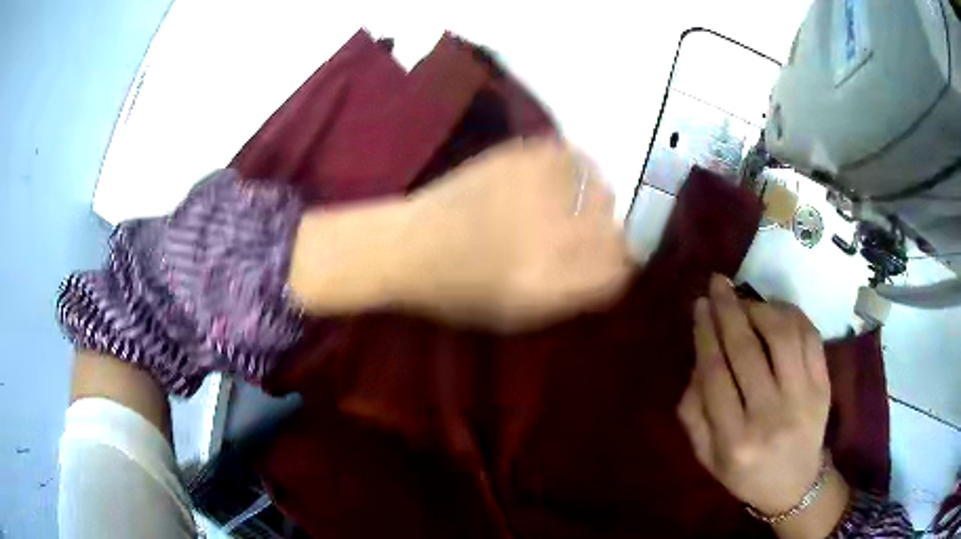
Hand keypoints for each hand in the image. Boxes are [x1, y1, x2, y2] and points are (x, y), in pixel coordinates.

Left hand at [398, 137, 632, 331]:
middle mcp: (552, 233)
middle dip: (608, 234)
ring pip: (601, 188)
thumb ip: (574, 291)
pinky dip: (574, 168)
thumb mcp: (519, 313)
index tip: (610, 261)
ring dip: (593, 200)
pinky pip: (573, 156)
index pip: (618, 269)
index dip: (619, 265)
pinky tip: (556, 179)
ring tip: (569, 204)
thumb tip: (614, 264)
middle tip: (587, 233)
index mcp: (552, 281)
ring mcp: (536, 188)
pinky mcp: (520, 155)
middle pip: (616, 227)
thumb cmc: (458, 292)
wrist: (408, 245)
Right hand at [677, 275, 848, 536]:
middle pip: (747, 350)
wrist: (795, 486)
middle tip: (718, 284)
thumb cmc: (746, 474)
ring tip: (746, 299)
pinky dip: (791, 314)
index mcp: (734, 440)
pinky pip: (809, 337)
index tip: (700, 306)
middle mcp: (770, 416)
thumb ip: (694, 413)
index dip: (706, 334)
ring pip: (782, 336)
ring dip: (761, 308)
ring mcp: (803, 398)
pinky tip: (775, 309)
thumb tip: (698, 359)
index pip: (716, 374)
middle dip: (729, 309)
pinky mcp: (824, 386)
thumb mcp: (707, 457)